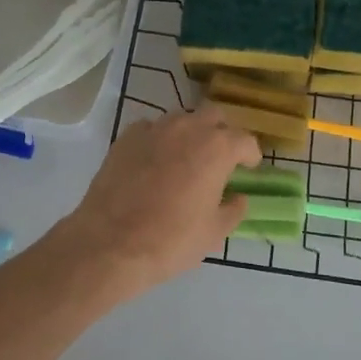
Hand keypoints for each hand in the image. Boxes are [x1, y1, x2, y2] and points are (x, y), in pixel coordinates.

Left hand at [43, 108, 261, 306]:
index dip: (250, 154)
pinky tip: (153, 163)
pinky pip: (150, 130)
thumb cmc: (170, 241)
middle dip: (221, 133)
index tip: (249, 167)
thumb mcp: (213, 233)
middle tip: (218, 158)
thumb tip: (238, 198)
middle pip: (214, 116)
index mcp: (216, 148)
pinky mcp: (126, 137)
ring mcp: (154, 129)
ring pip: (181, 119)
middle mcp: (188, 128)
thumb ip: (233, 210)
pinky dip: (158, 141)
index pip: (245, 140)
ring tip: (185, 159)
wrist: (110, 243)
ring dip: (189, 134)